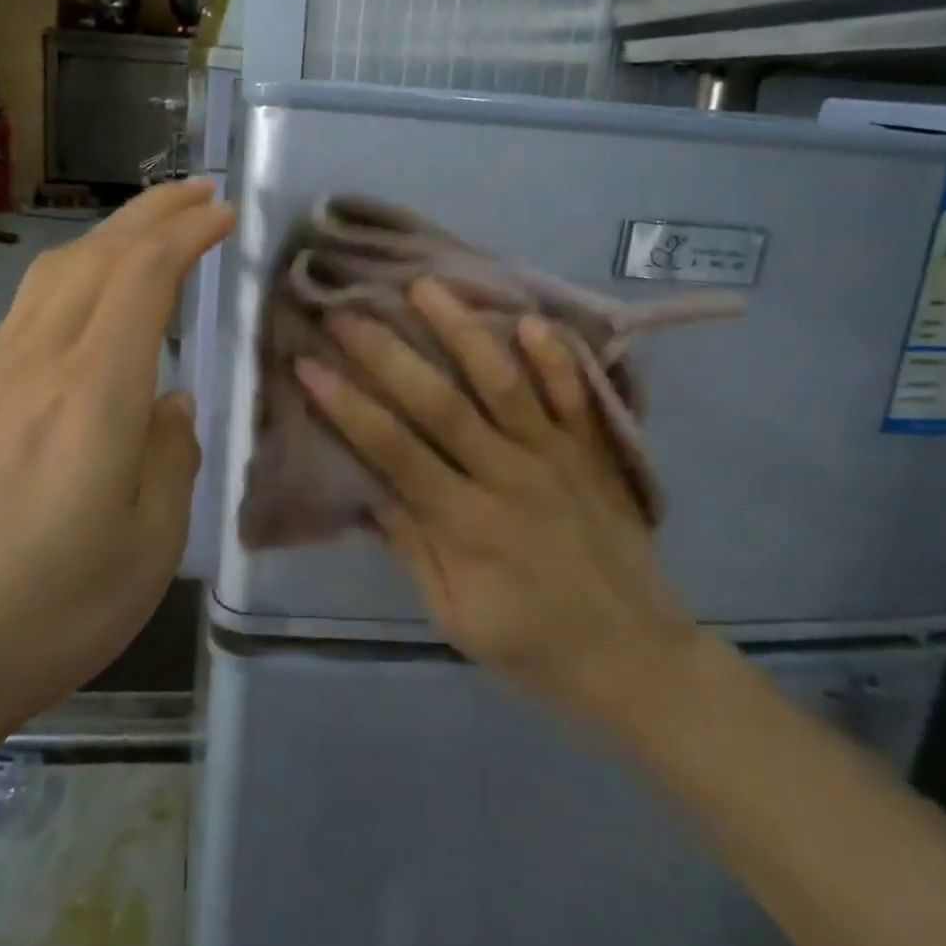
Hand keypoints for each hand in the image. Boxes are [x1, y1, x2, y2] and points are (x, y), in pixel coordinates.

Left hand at [0, 180, 233, 759]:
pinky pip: (30, 302)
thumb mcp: (154, 539)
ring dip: (110, 233)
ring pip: (57, 270)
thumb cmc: (60, 604)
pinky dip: (74, 269)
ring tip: (151, 225)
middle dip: (152, 212)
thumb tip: (172, 402)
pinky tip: (90, 288)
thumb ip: (173, 452)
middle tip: (199, 193)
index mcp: (94, 392)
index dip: (186, 234)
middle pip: (98, 255)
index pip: (144, 276)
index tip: (225, 214)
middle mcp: (41, 362)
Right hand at [295, 277, 700, 725]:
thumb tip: (365, 486)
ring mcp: (556, 458)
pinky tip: (531, 319)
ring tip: (425, 285)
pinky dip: (557, 359)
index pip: (394, 450)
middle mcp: (507, 476)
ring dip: (462, 332)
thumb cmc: (532, 646)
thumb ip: (412, 546)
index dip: (347, 405)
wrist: (637, 660)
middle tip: (346, 311)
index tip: (309, 363)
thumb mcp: (454, 615)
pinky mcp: (594, 453)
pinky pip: (577, 397)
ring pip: (503, 383)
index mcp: (465, 523)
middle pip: (439, 403)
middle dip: (387, 353)